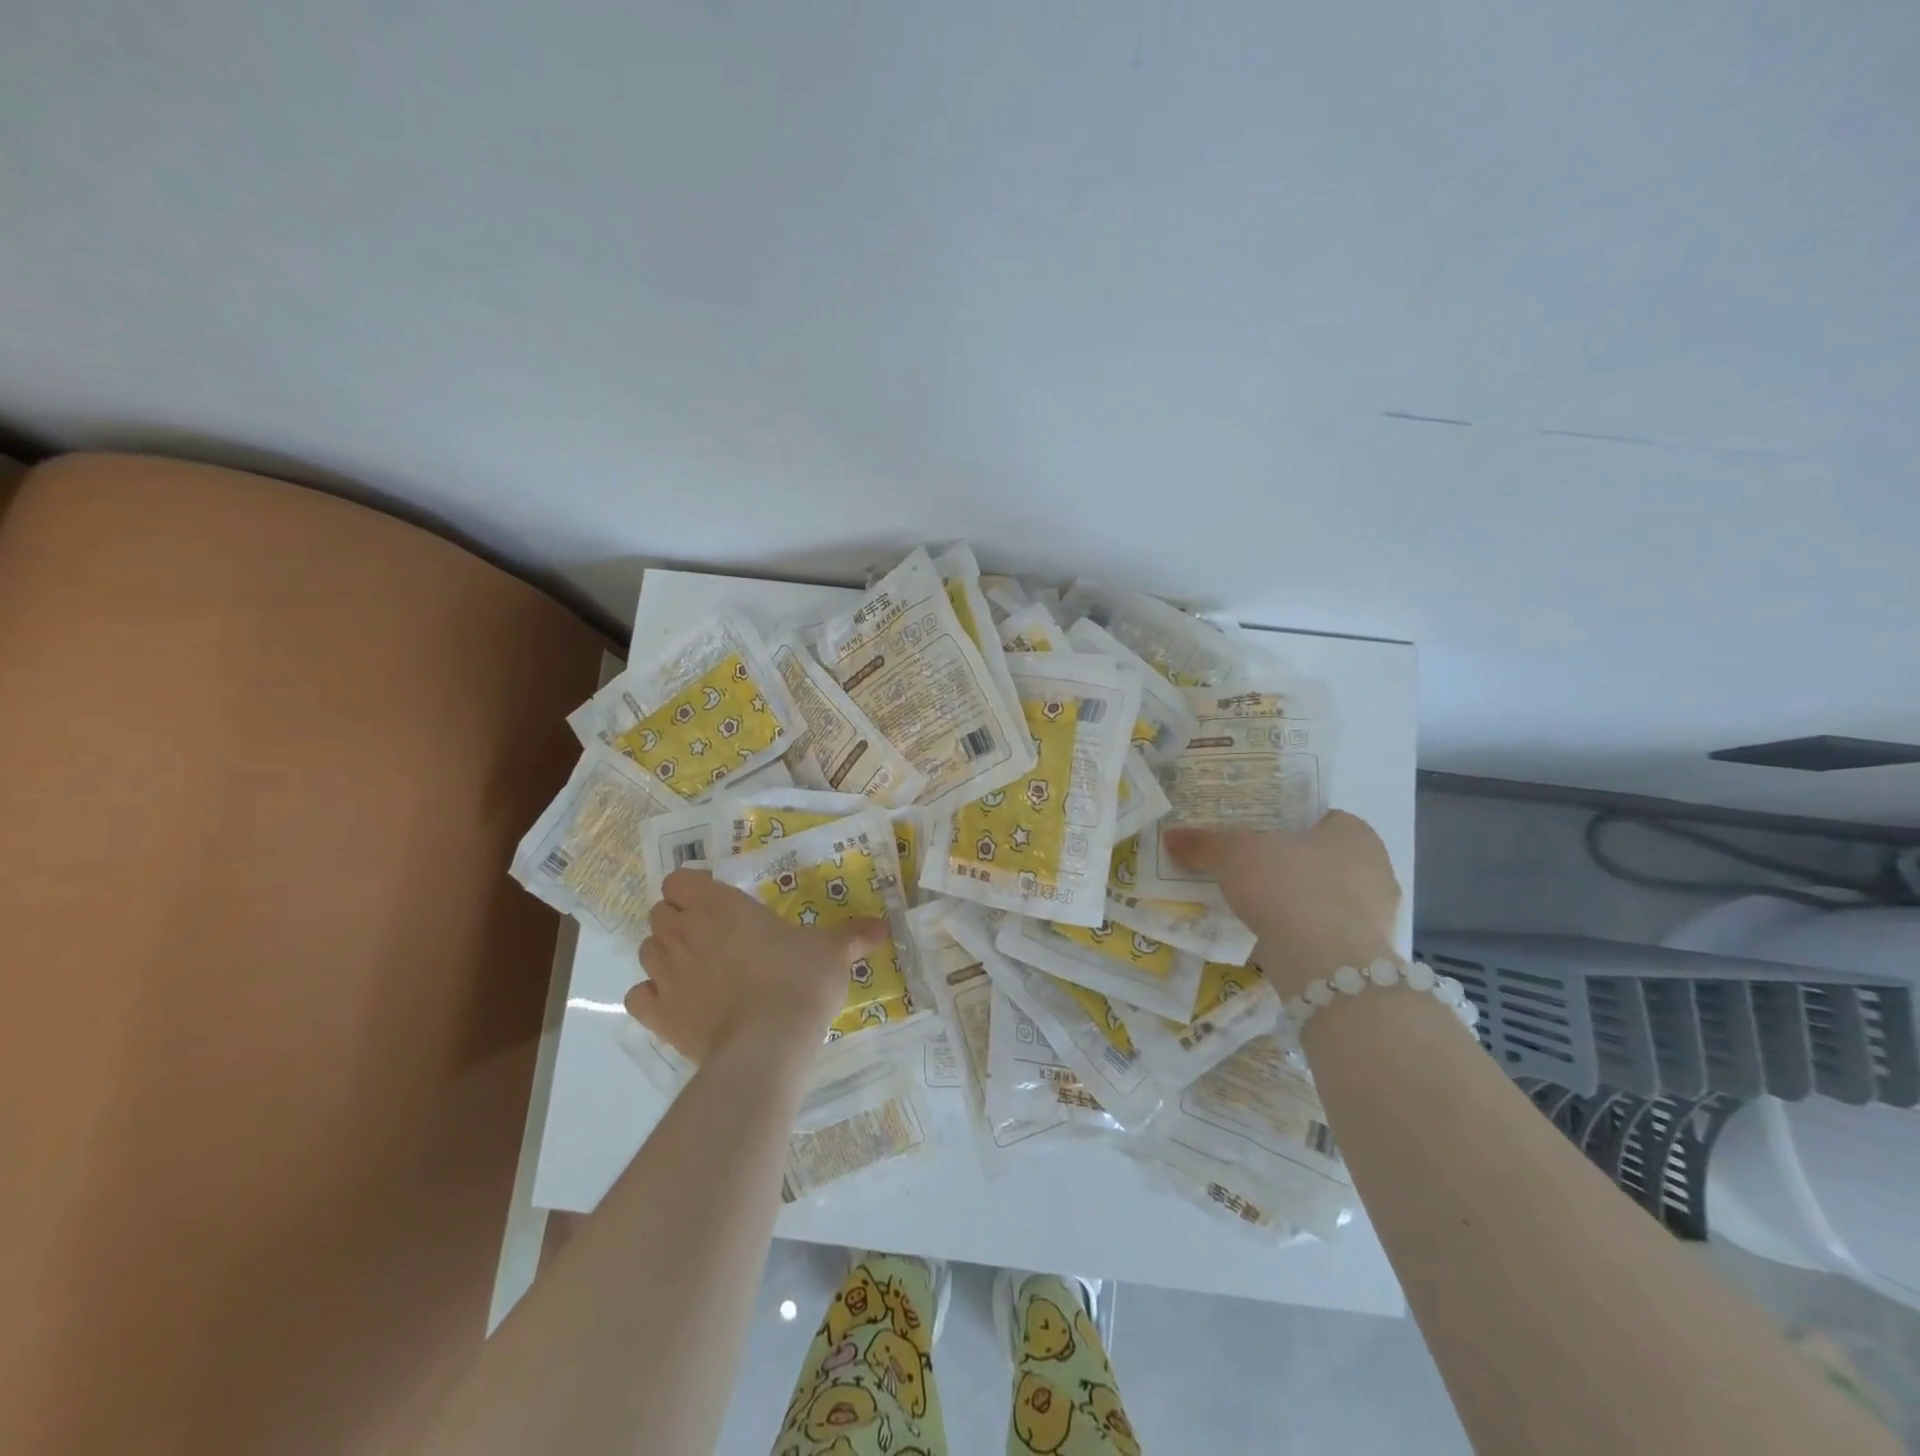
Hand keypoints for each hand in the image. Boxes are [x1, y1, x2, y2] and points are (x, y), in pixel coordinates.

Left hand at [623, 868, 887, 1062]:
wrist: (768, 1044)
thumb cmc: (798, 981)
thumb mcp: (832, 952)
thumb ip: (853, 935)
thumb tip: (883, 927)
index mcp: (720, 905)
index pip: (679, 879)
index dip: (692, 887)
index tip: (717, 901)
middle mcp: (684, 932)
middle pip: (659, 912)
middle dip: (678, 918)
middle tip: (711, 934)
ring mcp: (666, 974)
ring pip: (646, 949)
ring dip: (665, 952)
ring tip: (695, 967)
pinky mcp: (658, 1015)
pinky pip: (640, 995)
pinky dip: (653, 994)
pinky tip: (676, 1001)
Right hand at [1165, 811, 1400, 998]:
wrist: (1324, 962)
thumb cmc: (1287, 885)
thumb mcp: (1234, 855)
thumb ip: (1205, 844)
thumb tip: (1171, 836)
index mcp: (1355, 833)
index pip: (1321, 820)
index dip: (1287, 828)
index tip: (1257, 840)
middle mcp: (1376, 868)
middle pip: (1323, 860)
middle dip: (1291, 867)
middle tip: (1250, 872)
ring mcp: (1377, 916)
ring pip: (1327, 899)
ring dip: (1298, 904)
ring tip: (1256, 909)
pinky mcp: (1367, 955)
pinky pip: (1328, 934)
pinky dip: (1304, 935)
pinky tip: (1274, 938)